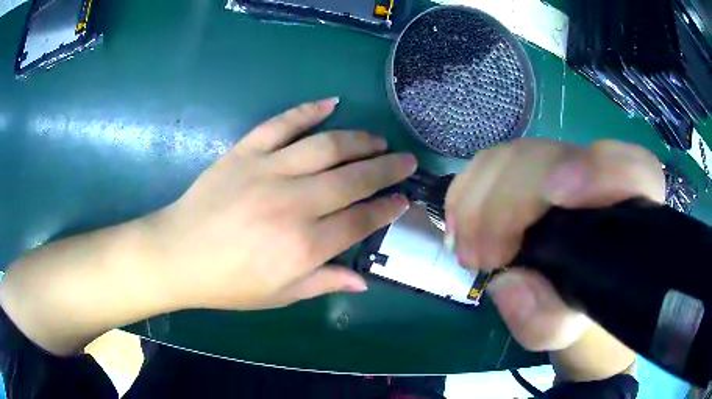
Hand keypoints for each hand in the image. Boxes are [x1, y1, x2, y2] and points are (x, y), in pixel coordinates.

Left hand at [151, 98, 415, 310]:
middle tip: (406, 160)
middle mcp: (293, 204)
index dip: (386, 208)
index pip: (360, 220)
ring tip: (378, 140)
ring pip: (326, 146)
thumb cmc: (228, 283)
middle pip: (353, 179)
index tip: (403, 199)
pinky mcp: (245, 152)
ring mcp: (267, 171)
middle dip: (387, 168)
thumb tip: (363, 281)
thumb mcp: (279, 295)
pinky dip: (308, 110)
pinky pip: (282, 123)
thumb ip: (323, 283)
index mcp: (304, 246)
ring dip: (359, 140)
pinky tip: (332, 103)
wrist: (178, 254)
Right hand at [445, 139, 663, 378]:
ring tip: (468, 251)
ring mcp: (561, 165)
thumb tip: (508, 284)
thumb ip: (546, 318)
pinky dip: (466, 192)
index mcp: (632, 207)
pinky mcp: (528, 168)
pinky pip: (491, 163)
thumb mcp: (567, 328)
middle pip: (554, 156)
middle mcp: (599, 175)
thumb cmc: (579, 309)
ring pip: (516, 154)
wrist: (570, 291)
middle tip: (484, 257)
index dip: (597, 169)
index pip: (632, 168)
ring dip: (479, 199)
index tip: (556, 196)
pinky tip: (459, 227)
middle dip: (510, 199)